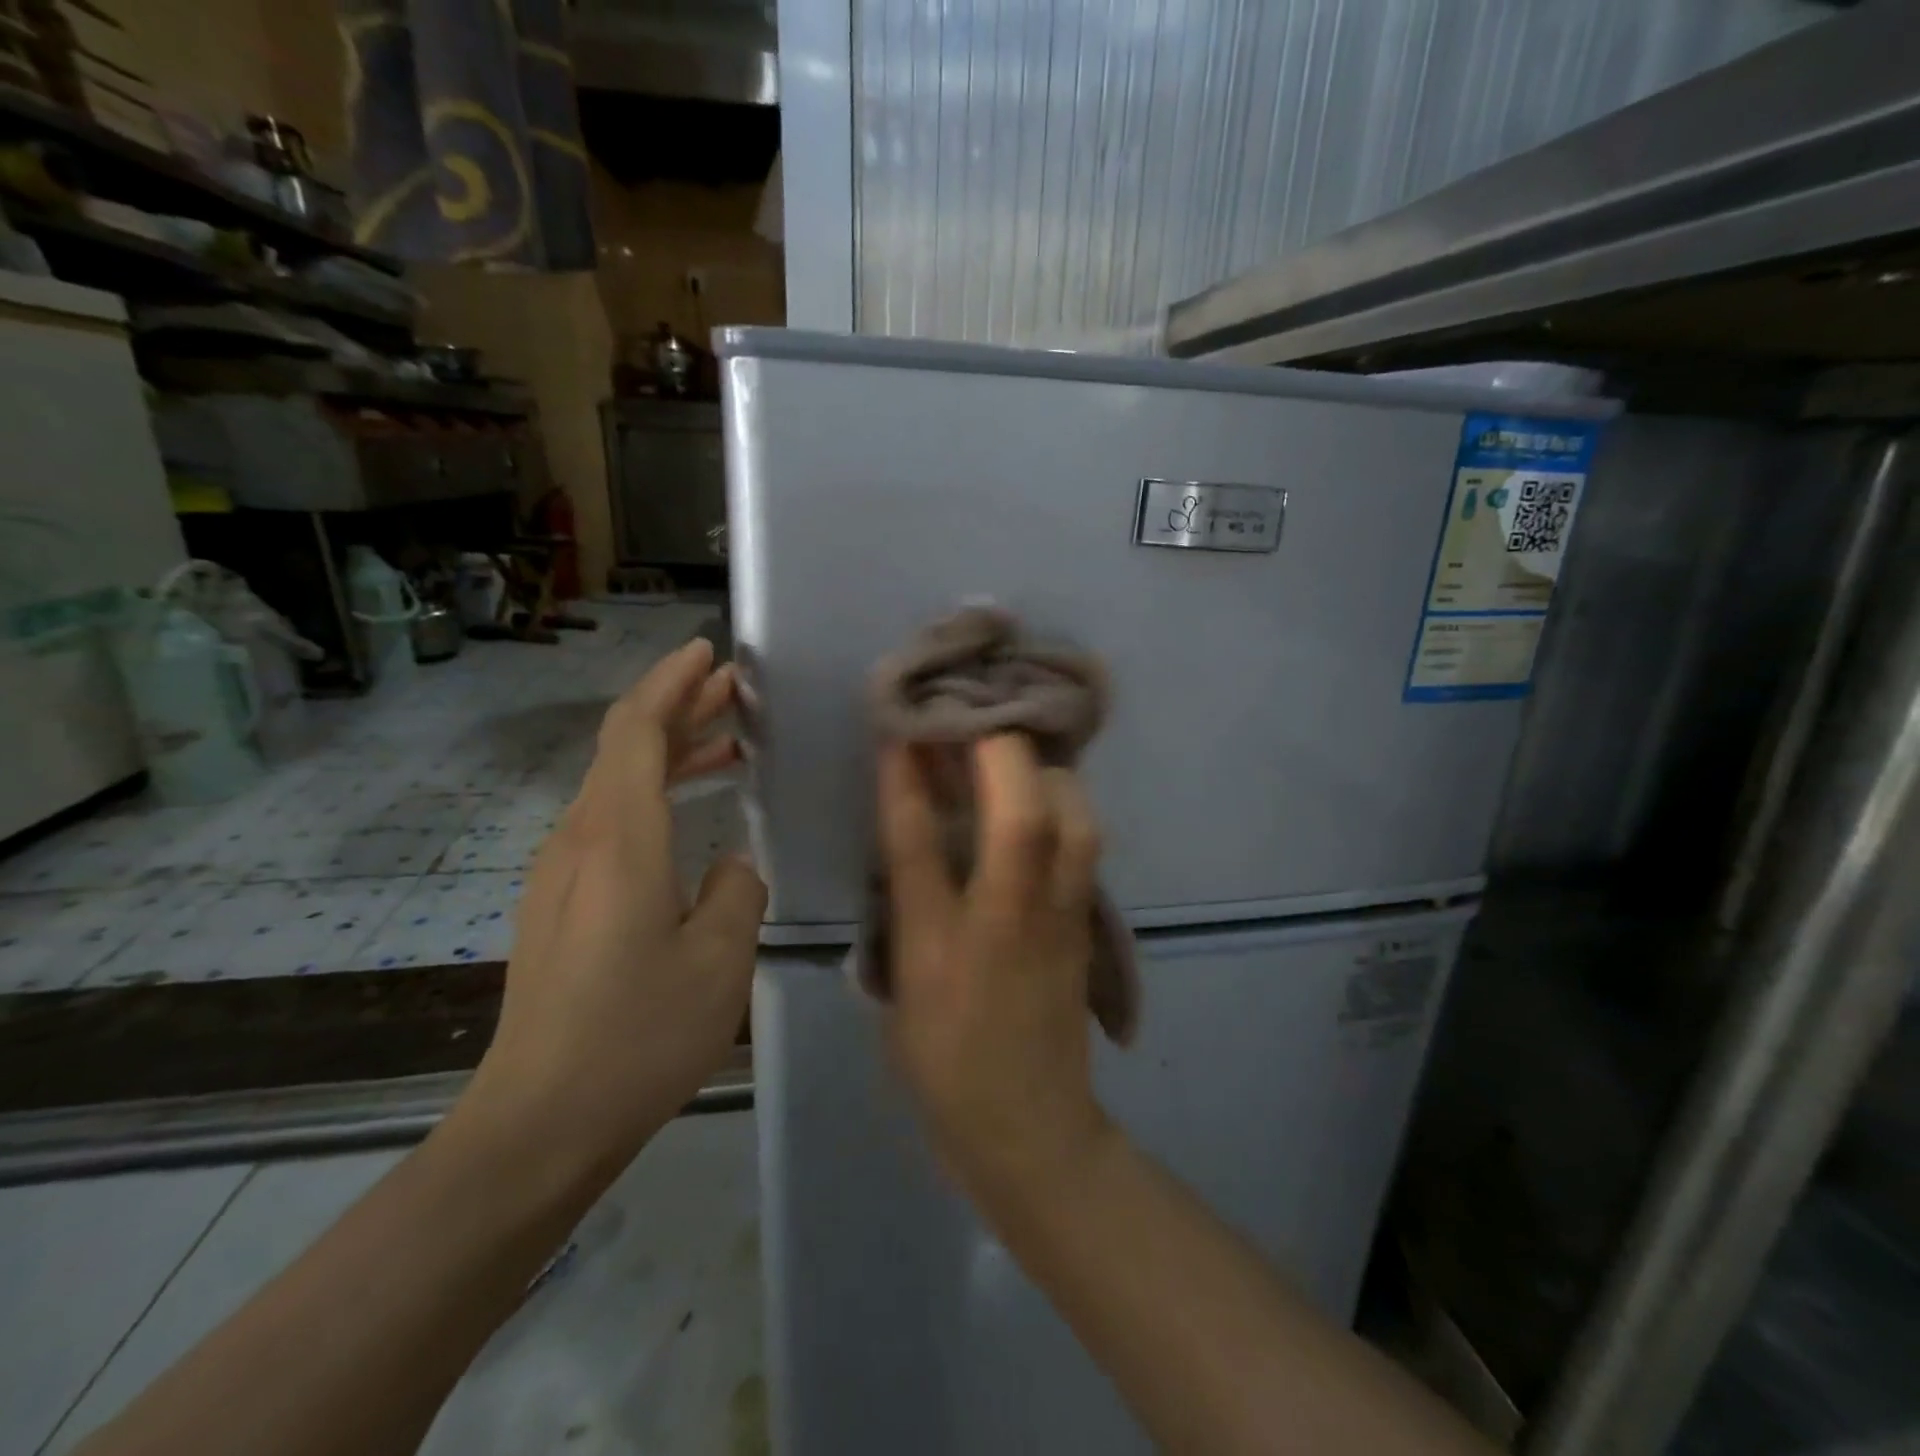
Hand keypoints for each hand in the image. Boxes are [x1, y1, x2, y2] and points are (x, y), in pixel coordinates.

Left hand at [466, 639, 766, 1180]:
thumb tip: (732, 864)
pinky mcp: (560, 906)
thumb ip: (738, 891)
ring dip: (671, 754)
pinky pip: (611, 823)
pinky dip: (655, 797)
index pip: (636, 729)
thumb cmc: (637, 1035)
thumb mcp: (719, 960)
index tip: (709, 653)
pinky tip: (692, 820)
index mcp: (618, 839)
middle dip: (678, 708)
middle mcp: (579, 841)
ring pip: (618, 786)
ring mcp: (561, 874)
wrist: (538, 1125)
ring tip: (729, 746)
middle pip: (624, 748)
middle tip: (736, 691)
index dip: (671, 682)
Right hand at [877, 734, 1114, 1208]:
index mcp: (940, 946)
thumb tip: (909, 832)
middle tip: (973, 715)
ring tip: (1013, 752)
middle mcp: (1006, 922)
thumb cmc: (944, 1064)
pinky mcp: (1087, 924)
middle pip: (1022, 817)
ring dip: (1044, 772)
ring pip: (1074, 823)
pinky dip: (1066, 803)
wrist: (1029, 1128)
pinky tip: (1045, 791)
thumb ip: (903, 908)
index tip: (901, 731)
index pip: (919, 844)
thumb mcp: (901, 987)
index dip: (907, 780)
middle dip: (998, 751)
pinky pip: (1085, 844)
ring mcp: (1059, 921)